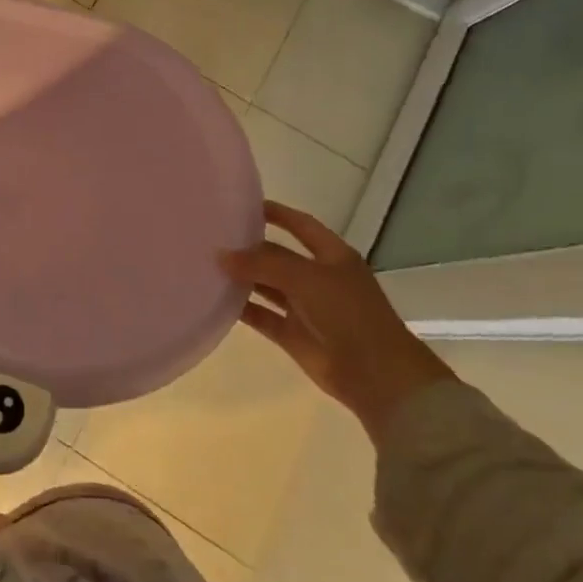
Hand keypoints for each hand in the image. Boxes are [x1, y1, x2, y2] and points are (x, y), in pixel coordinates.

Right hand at [222, 201, 454, 443]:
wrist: (376, 375)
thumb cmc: (348, 314)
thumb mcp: (306, 278)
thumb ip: (262, 263)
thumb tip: (220, 255)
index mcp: (332, 256)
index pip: (300, 225)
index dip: (276, 213)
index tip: (242, 205)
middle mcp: (317, 278)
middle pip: (277, 256)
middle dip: (249, 248)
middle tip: (211, 238)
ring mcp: (305, 307)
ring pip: (266, 285)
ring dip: (242, 278)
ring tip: (206, 265)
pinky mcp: (292, 334)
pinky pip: (261, 315)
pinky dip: (241, 308)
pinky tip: (214, 299)